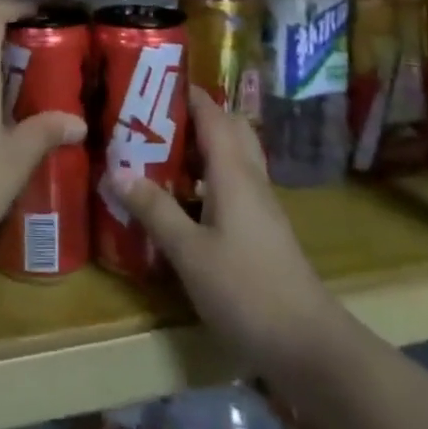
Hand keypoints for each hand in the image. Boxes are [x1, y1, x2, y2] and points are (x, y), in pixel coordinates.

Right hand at [112, 87, 334, 374]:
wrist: (311, 347)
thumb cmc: (247, 291)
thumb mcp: (190, 252)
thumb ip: (155, 210)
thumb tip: (117, 171)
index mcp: (233, 172)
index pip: (212, 114)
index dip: (186, 93)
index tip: (151, 81)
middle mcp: (250, 180)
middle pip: (228, 130)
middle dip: (193, 116)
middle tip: (152, 119)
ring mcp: (260, 207)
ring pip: (231, 159)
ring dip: (199, 148)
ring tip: (157, 153)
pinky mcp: (262, 231)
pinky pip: (232, 186)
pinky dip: (206, 180)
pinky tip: (180, 201)